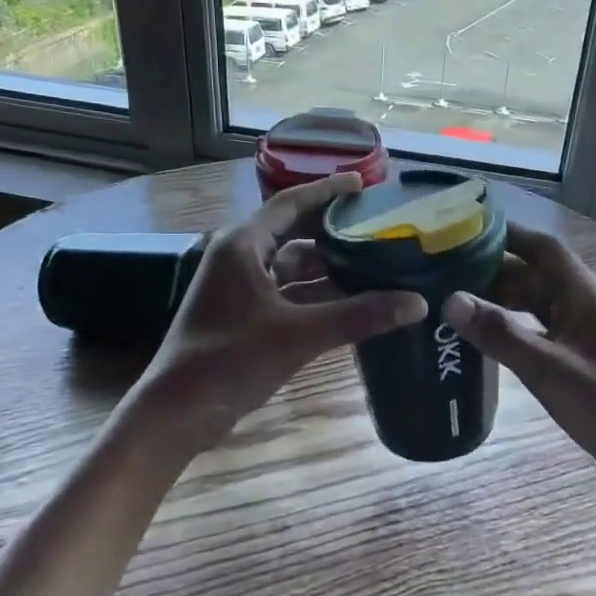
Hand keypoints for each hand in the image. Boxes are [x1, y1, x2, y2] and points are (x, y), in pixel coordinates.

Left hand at [129, 173, 426, 451]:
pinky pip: (285, 294)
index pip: (291, 203)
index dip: (328, 191)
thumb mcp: (300, 335)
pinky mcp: (241, 315)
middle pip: (292, 233)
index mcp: (243, 245)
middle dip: (333, 231)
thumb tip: (416, 303)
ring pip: (290, 268)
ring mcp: (237, 288)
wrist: (179, 410)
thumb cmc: (231, 360)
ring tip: (373, 264)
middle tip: (377, 227)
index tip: (363, 184)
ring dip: (326, 267)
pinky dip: (314, 295)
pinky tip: (347, 302)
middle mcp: (238, 258)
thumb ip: (358, 316)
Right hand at [441, 222, 595, 499]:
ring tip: (452, 304)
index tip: (464, 229)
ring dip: (498, 302)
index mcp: (583, 297)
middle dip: (491, 270)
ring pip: (532, 307)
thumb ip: (501, 334)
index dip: (507, 234)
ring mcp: (580, 338)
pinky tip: (481, 344)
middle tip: (442, 273)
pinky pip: (535, 335)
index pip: (543, 249)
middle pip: (532, 276)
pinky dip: (508, 332)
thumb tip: (449, 300)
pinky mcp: (576, 365)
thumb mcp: (551, 370)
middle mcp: (581, 309)